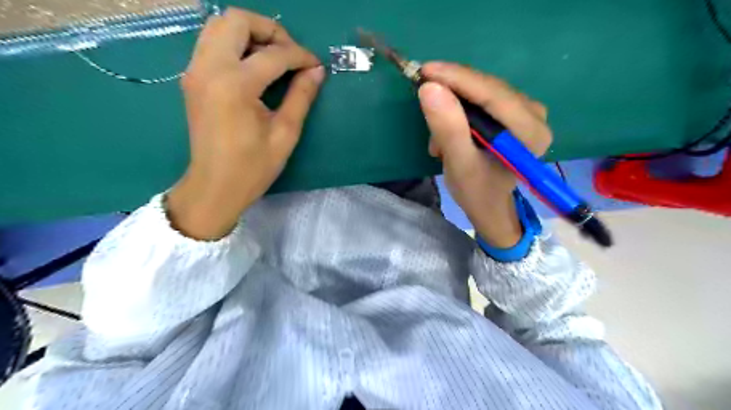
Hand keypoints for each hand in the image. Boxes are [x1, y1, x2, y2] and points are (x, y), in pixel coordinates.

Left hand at [168, 7, 324, 239]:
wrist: (214, 186)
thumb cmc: (253, 167)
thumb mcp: (285, 134)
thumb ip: (301, 97)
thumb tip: (317, 71)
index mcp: (235, 85)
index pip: (273, 54)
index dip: (300, 56)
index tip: (316, 66)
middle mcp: (209, 68)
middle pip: (237, 20)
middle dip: (270, 31)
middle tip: (291, 54)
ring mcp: (195, 71)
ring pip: (219, 26)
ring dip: (250, 34)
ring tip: (274, 57)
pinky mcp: (192, 78)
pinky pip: (212, 42)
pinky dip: (235, 44)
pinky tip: (254, 66)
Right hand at [416, 63, 554, 247]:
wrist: (489, 204)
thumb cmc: (476, 191)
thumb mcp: (458, 164)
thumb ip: (447, 129)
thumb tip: (429, 88)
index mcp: (530, 132)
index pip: (492, 94)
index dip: (457, 79)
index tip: (425, 71)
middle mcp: (535, 115)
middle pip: (489, 88)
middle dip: (452, 91)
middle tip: (422, 97)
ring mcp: (527, 112)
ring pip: (483, 91)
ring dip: (454, 104)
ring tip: (438, 135)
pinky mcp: (515, 112)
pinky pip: (483, 98)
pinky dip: (461, 109)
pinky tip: (449, 131)